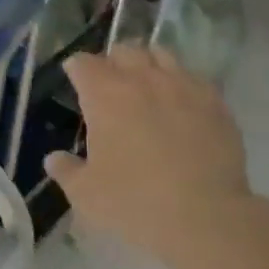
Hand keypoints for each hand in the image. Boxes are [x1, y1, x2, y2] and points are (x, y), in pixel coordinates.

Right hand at [45, 45, 252, 268]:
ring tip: (147, 84)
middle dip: (113, 62)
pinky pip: (193, 77)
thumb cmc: (135, 203)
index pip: (83, 63)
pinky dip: (182, 83)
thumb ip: (67, 171)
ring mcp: (181, 86)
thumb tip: (54, 159)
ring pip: (160, 54)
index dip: (77, 70)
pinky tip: (182, 103)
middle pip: (122, 51)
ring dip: (148, 63)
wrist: (206, 218)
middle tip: (111, 84)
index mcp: (104, 94)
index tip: (76, 80)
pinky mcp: (214, 101)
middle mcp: (141, 78)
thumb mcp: (87, 195)